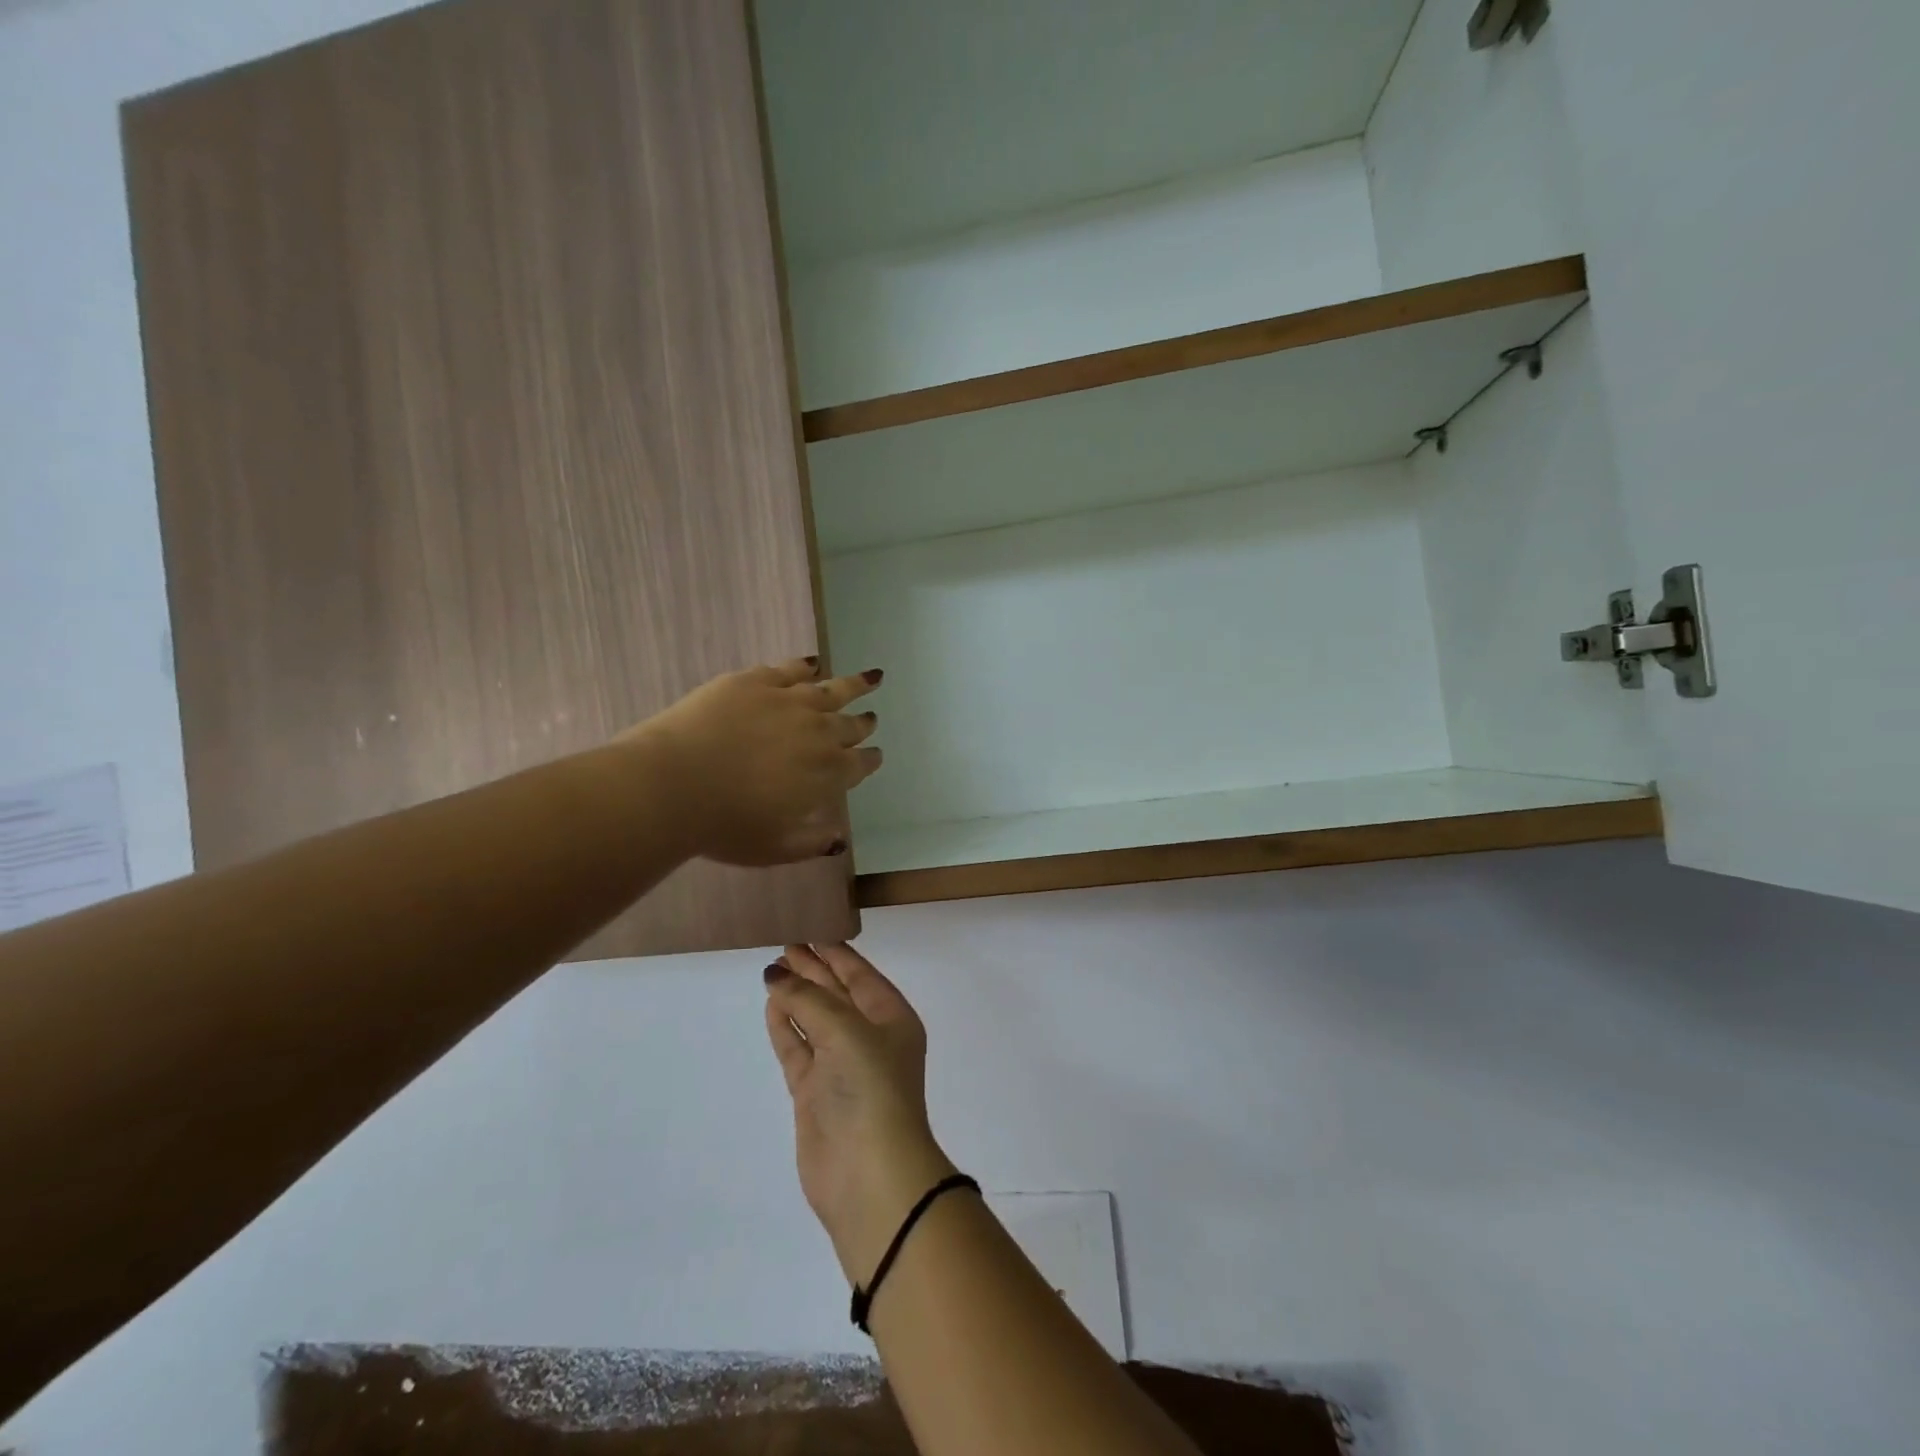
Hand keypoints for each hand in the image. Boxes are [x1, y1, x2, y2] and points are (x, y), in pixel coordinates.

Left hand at [623, 659, 882, 865]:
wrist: (674, 784)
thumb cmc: (725, 826)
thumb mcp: (774, 849)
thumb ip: (811, 843)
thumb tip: (838, 840)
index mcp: (827, 774)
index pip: (859, 764)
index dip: (869, 760)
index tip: (875, 755)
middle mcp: (818, 732)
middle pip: (850, 725)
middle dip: (863, 724)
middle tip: (871, 719)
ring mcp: (788, 701)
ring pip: (832, 689)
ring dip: (854, 685)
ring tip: (871, 677)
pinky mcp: (756, 681)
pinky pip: (790, 669)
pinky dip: (806, 667)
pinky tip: (813, 664)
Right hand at [763, 944, 960, 1285]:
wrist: (869, 1174)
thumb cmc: (871, 1088)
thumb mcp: (845, 1031)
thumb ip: (809, 1000)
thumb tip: (776, 975)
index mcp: (891, 1017)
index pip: (859, 974)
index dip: (834, 952)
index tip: (808, 928)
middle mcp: (868, 1037)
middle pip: (836, 992)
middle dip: (812, 969)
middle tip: (783, 943)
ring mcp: (840, 1066)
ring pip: (815, 1018)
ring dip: (796, 994)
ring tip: (772, 968)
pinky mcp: (815, 1092)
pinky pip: (798, 1048)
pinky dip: (785, 1026)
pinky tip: (771, 1004)